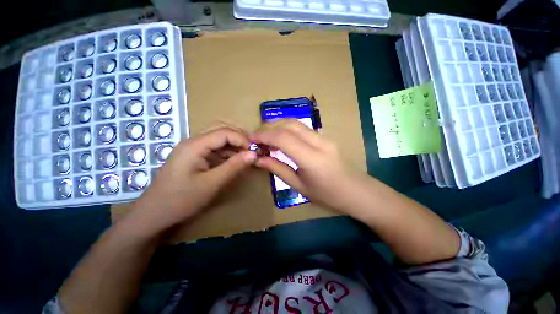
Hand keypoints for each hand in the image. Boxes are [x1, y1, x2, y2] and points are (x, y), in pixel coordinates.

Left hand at [128, 126, 256, 231]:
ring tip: (246, 157)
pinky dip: (227, 153)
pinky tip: (234, 161)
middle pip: (221, 132)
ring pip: (218, 140)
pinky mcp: (194, 158)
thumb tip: (254, 154)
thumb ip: (234, 166)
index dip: (242, 140)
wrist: (154, 215)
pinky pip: (214, 150)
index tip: (254, 152)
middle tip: (252, 151)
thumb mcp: (212, 183)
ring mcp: (193, 150)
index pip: (224, 132)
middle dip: (239, 139)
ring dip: (234, 146)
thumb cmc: (181, 200)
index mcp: (195, 145)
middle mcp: (193, 142)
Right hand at [251, 119, 355, 210]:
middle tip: (256, 137)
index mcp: (312, 159)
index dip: (264, 136)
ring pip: (296, 123)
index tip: (251, 139)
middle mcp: (319, 143)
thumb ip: (278, 169)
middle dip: (269, 127)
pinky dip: (287, 129)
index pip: (283, 138)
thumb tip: (259, 159)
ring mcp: (324, 137)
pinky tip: (281, 139)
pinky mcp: (325, 137)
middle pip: (289, 124)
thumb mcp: (300, 186)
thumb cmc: (328, 195)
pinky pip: (302, 129)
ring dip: (278, 126)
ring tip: (266, 137)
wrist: (358, 192)